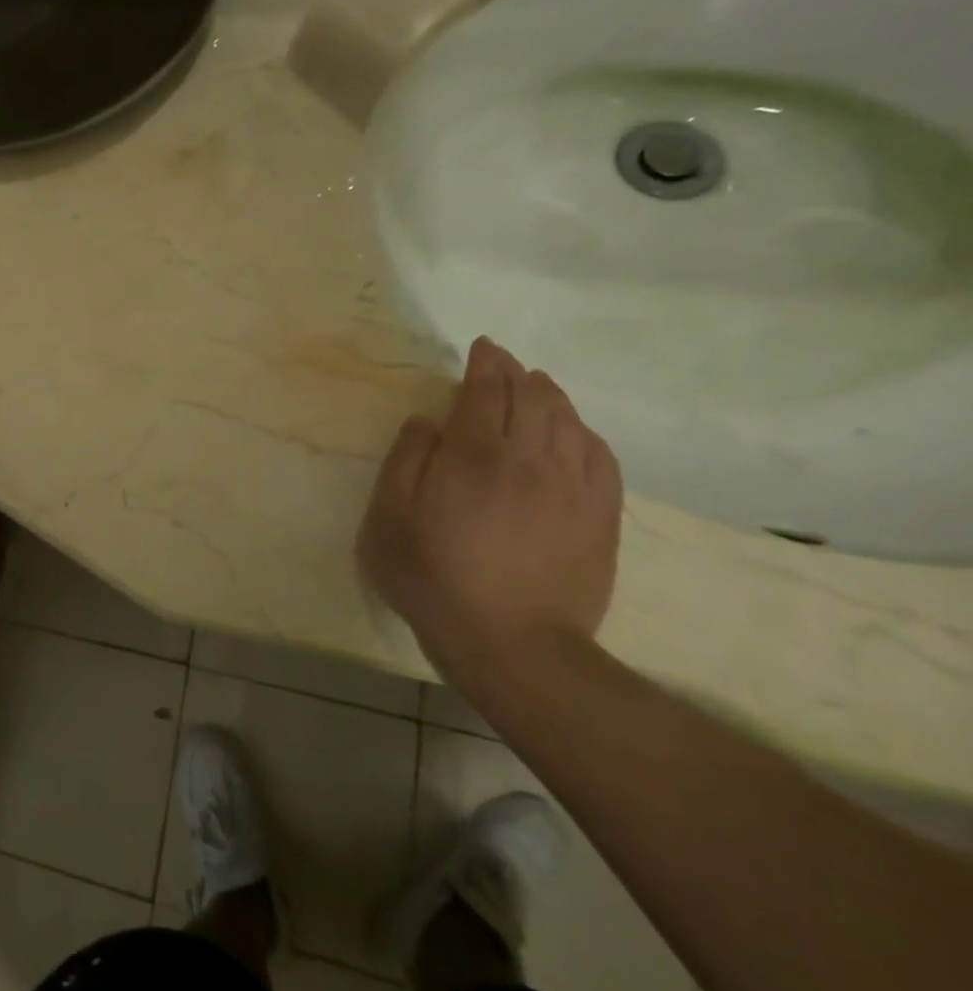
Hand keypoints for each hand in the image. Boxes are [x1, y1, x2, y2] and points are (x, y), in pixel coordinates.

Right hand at [357, 336, 622, 690]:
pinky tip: (573, 434)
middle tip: (503, 364)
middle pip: (534, 397)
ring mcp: (573, 487)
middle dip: (517, 372)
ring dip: (551, 396)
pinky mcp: (600, 516)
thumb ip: (405, 460)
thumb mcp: (389, 518)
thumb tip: (427, 422)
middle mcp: (531, 457)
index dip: (485, 363)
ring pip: (570, 421)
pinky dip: (584, 432)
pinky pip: (600, 456)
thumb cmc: (433, 577)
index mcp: (476, 453)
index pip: (487, 389)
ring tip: (536, 388)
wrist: (512, 643)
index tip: (482, 347)